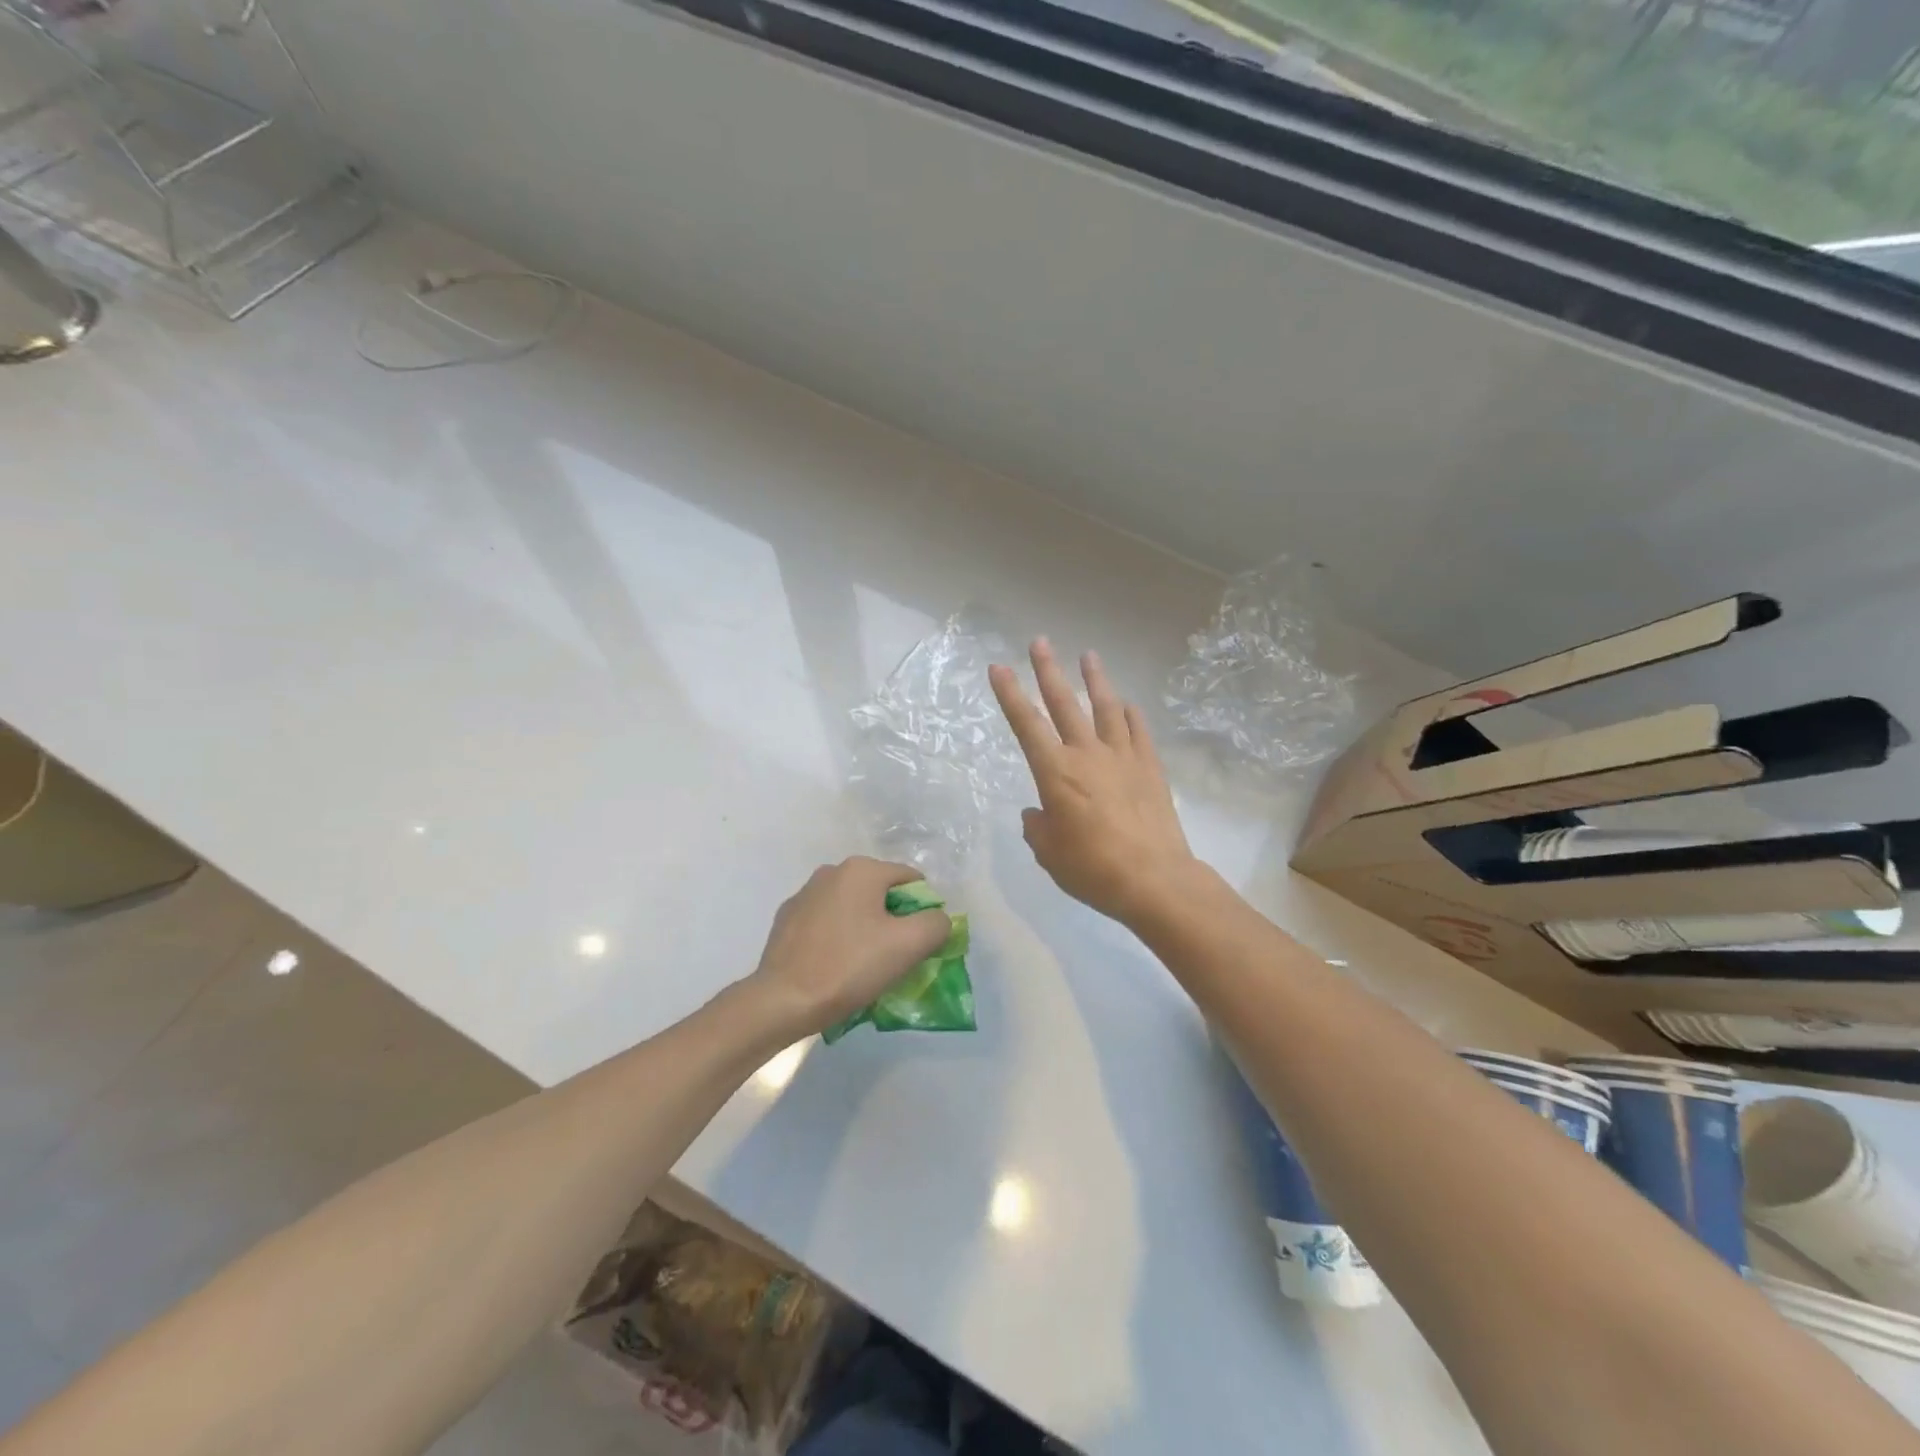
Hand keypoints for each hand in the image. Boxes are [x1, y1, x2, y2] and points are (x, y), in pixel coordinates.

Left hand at [747, 858, 952, 1035]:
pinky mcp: (786, 919)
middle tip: (893, 959)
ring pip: (852, 908)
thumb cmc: (849, 967)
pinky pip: (826, 923)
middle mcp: (831, 871)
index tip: (917, 945)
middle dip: (893, 921)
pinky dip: (837, 938)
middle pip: (881, 893)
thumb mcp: (908, 946)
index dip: (923, 912)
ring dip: (864, 929)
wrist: (782, 1001)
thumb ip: (936, 923)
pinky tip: (834, 966)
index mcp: (861, 870)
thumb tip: (936, 918)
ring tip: (862, 967)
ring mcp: (804, 894)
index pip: (911, 881)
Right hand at [989, 640, 1197, 924]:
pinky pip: (1139, 732)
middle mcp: (1087, 754)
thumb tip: (1038, 813)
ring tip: (1089, 656)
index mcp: (1055, 773)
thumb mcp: (1049, 854)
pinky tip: (1128, 705)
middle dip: (1049, 670)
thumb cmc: (1092, 869)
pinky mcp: (1150, 768)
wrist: (1153, 879)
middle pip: (1065, 704)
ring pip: (1106, 708)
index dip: (1010, 694)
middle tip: (1040, 642)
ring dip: (1096, 680)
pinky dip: (1132, 715)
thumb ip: (1038, 828)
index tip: (998, 667)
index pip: (1026, 724)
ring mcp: (1122, 757)